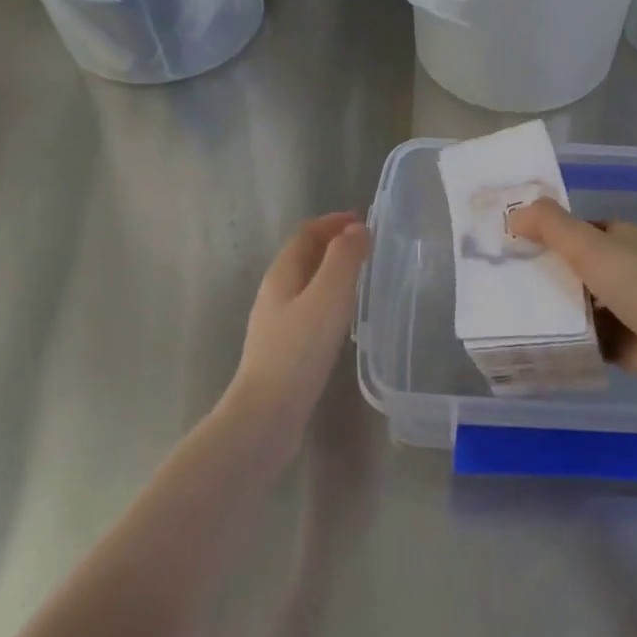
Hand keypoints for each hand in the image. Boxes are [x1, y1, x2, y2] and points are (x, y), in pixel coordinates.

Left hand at [222, 212, 370, 445]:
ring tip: (363, 277)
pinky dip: (331, 300)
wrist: (267, 415)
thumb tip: (356, 229)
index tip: (364, 221)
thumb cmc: (298, 351)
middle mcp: (275, 294)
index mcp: (281, 275)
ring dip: (333, 273)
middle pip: (304, 257)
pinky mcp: (285, 350)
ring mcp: (277, 324)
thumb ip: (344, 259)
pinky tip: (346, 318)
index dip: (333, 223)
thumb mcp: (327, 297)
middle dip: (334, 245)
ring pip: (307, 285)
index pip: (305, 234)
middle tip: (369, 247)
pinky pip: (310, 310)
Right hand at [507, 199, 636, 416]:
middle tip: (497, 281)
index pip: (575, 230)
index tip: (507, 242)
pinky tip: (532, 342)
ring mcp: (624, 309)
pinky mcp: (622, 343)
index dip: (545, 233)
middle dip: (541, 273)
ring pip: (577, 304)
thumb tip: (514, 212)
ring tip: (505, 311)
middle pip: (573, 267)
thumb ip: (552, 226)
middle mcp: (623, 269)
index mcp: (621, 240)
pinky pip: (584, 337)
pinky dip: (564, 339)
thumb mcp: (593, 248)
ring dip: (550, 308)